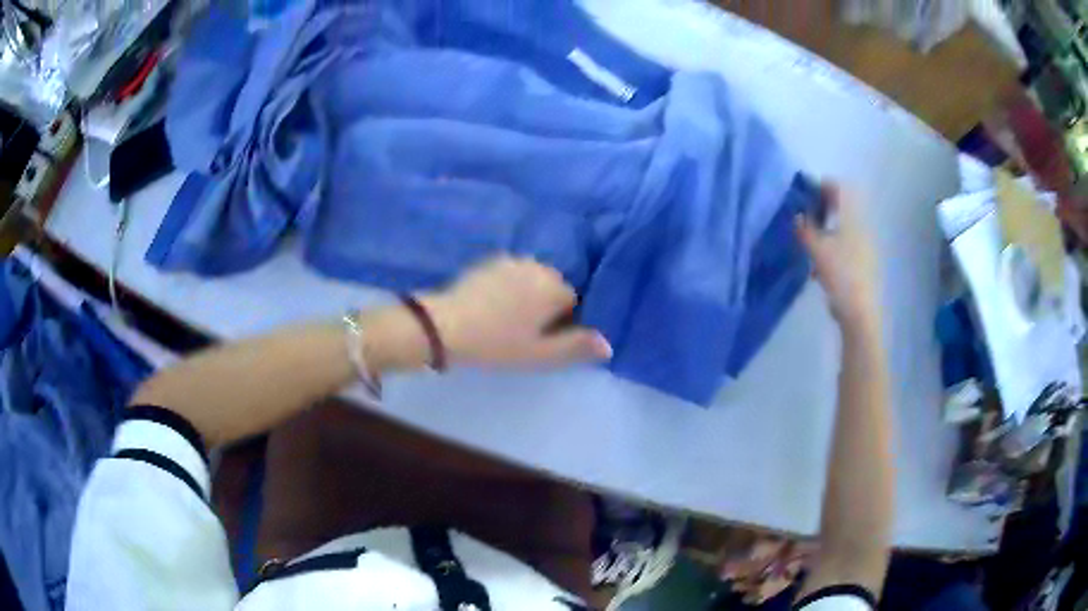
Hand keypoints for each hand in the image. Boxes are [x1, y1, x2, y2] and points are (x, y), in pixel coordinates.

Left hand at [422, 257, 612, 365]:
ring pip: (532, 281)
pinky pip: (511, 276)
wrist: (445, 327)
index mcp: (555, 286)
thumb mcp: (540, 354)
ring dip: (526, 296)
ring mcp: (511, 261)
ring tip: (505, 320)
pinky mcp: (489, 262)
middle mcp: (538, 266)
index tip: (540, 340)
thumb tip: (609, 344)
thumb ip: (577, 347)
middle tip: (522, 333)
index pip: (574, 303)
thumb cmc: (497, 343)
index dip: (561, 324)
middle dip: (545, 307)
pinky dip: (508, 288)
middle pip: (553, 288)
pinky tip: (491, 307)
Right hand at [796, 183, 879, 328]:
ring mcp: (864, 246)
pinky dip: (832, 244)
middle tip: (804, 213)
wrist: (859, 311)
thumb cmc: (840, 273)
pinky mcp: (862, 263)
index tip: (804, 191)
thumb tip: (796, 215)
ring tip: (809, 238)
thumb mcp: (817, 248)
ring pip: (843, 226)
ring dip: (827, 226)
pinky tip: (819, 261)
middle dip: (823, 206)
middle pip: (842, 206)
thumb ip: (805, 228)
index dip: (821, 185)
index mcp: (852, 218)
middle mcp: (861, 227)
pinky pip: (845, 244)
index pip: (839, 188)